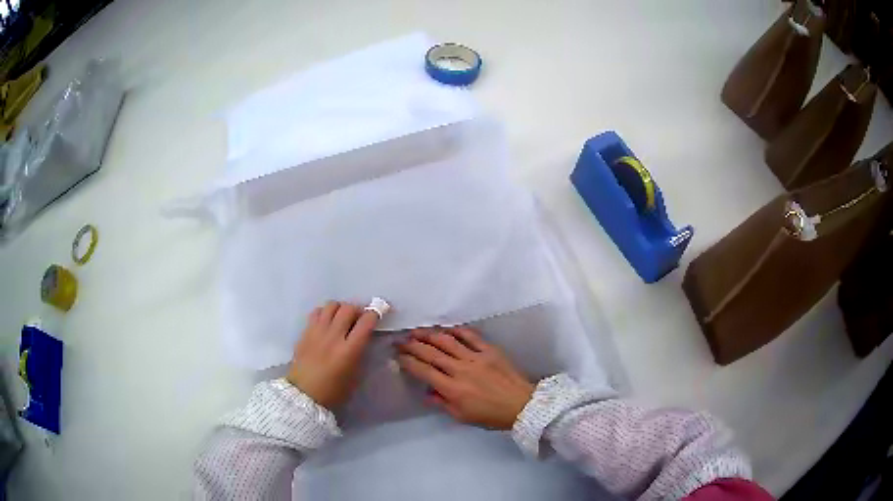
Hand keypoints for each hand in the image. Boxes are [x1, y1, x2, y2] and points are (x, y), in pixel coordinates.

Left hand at [286, 301, 379, 409]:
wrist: (304, 394)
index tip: (378, 313)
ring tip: (342, 318)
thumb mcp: (356, 375)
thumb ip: (362, 353)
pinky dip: (325, 312)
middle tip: (359, 318)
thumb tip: (366, 337)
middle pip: (348, 308)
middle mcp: (334, 337)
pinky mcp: (305, 332)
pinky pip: (317, 312)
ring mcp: (317, 332)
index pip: (366, 322)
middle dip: (358, 310)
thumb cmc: (334, 391)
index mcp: (349, 350)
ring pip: (332, 305)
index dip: (375, 313)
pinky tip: (327, 322)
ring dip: (341, 308)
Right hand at [397, 326, 534, 429]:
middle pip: (431, 353)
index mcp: (452, 389)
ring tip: (416, 332)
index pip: (424, 371)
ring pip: (447, 341)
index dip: (408, 362)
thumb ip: (442, 403)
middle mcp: (460, 370)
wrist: (522, 405)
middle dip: (412, 345)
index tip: (398, 356)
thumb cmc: (491, 416)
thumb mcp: (463, 416)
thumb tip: (427, 393)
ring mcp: (475, 357)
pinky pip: (470, 336)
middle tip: (400, 340)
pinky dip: (457, 330)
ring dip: (429, 335)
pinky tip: (446, 329)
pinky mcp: (490, 350)